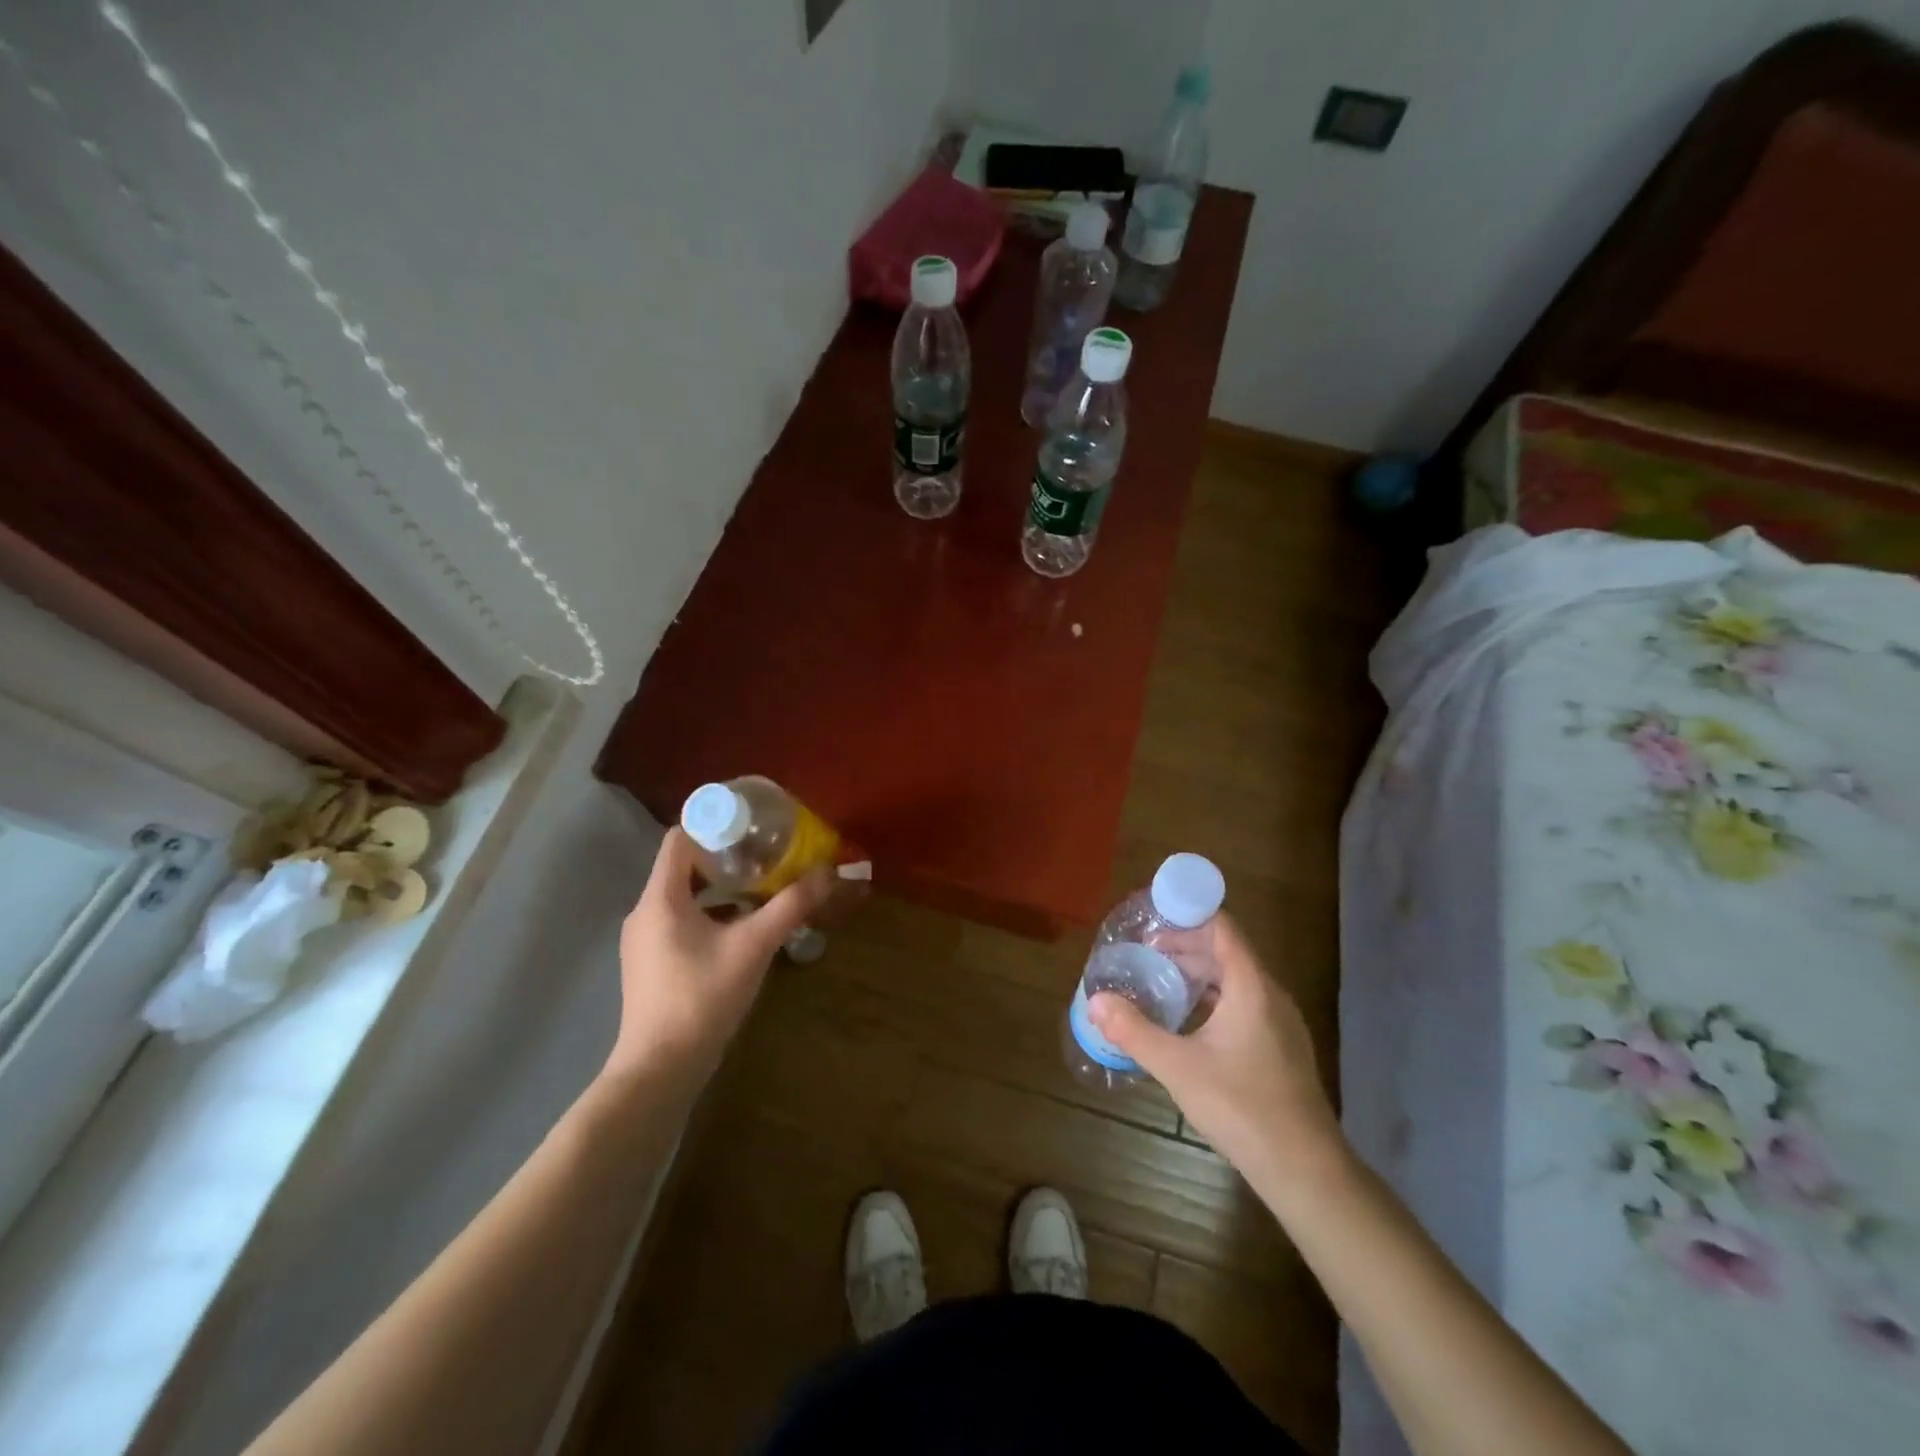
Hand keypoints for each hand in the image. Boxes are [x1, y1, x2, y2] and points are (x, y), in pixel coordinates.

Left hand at [603, 828, 831, 1090]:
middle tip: (765, 854)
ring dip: (719, 887)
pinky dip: (710, 913)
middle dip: (724, 856)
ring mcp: (644, 940)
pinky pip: (680, 921)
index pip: (679, 838)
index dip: (713, 825)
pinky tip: (741, 927)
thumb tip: (829, 873)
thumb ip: (790, 907)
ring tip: (759, 886)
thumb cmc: (702, 998)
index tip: (751, 826)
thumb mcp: (753, 947)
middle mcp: (645, 912)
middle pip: (682, 865)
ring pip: (682, 895)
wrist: (660, 1070)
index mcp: (661, 898)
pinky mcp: (651, 963)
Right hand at [1089, 914, 1343, 1192]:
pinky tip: (1189, 1021)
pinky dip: (1214, 998)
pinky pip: (1244, 1003)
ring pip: (1235, 980)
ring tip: (1160, 981)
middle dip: (1185, 946)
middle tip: (1144, 952)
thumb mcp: (1178, 1067)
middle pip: (1226, 951)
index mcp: (1251, 986)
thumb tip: (1096, 1001)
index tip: (1151, 918)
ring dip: (1199, 973)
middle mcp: (1270, 995)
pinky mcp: (1281, 1048)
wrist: (1305, 1170)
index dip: (1187, 915)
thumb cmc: (1242, 1107)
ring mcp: (1280, 1023)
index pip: (1222, 928)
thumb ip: (1135, 1031)